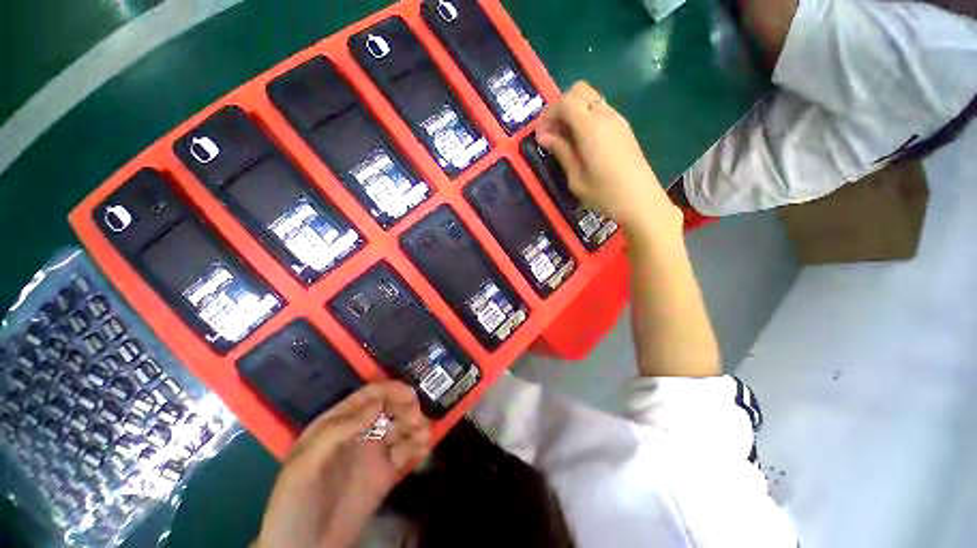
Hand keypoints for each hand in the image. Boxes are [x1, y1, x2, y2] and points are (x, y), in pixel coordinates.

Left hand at [254, 382, 431, 547]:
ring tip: (423, 437)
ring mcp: (374, 454)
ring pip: (402, 428)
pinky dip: (419, 446)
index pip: (368, 396)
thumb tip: (377, 403)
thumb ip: (338, 430)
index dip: (390, 390)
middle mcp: (359, 433)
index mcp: (337, 424)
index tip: (410, 395)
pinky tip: (423, 450)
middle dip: (406, 408)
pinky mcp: (386, 474)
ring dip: (417, 426)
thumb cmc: (297, 501)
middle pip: (390, 408)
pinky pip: (407, 453)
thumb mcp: (305, 464)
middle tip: (416, 419)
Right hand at [536, 81, 681, 234]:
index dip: (548, 114)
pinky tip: (581, 141)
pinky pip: (600, 110)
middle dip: (560, 107)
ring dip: (573, 111)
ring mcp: (617, 120)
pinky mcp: (623, 128)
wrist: (641, 201)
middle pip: (579, 91)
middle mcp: (605, 116)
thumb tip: (544, 136)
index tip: (540, 136)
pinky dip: (585, 117)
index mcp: (591, 128)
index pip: (565, 102)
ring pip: (590, 98)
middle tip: (551, 132)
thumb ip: (561, 152)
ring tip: (564, 138)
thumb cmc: (605, 195)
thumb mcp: (576, 178)